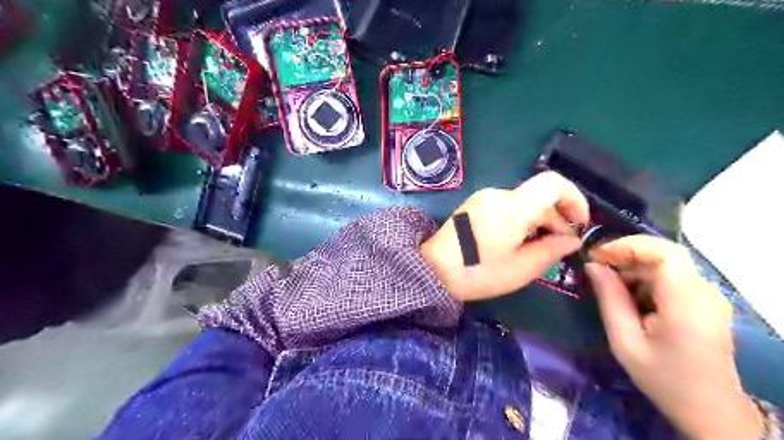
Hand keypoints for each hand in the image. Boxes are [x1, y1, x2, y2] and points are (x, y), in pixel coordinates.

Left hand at [423, 172, 586, 301]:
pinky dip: (520, 220)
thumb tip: (571, 239)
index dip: (574, 198)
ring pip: (523, 202)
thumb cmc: (478, 272)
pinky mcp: (474, 205)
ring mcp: (483, 198)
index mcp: (512, 207)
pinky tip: (516, 242)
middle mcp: (498, 194)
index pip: (553, 183)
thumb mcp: (521, 268)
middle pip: (538, 196)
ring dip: (537, 221)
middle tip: (559, 246)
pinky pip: (507, 206)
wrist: (432, 270)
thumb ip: (551, 250)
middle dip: (555, 218)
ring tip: (537, 248)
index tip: (579, 223)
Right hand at [585, 238, 762, 438]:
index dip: (629, 245)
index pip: (665, 252)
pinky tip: (630, 299)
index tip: (598, 256)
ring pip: (666, 264)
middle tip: (597, 270)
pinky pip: (671, 277)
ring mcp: (708, 296)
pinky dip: (645, 279)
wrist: (709, 410)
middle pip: (664, 255)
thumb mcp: (625, 342)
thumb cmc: (664, 379)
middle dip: (626, 256)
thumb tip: (593, 265)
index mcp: (686, 304)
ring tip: (610, 288)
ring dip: (633, 268)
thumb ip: (609, 299)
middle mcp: (704, 293)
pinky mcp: (704, 301)